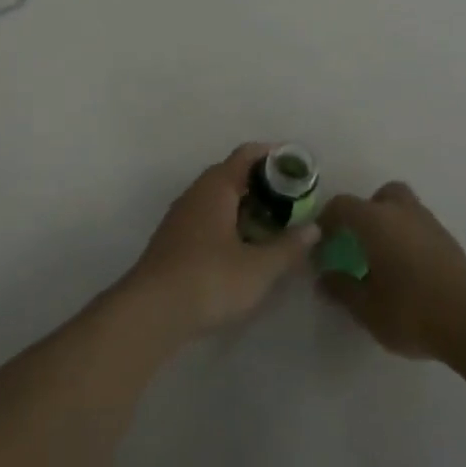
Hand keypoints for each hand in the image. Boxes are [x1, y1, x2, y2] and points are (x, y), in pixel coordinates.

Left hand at [123, 143, 319, 338]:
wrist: (152, 311)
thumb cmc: (210, 280)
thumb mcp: (259, 268)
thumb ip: (288, 246)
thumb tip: (313, 228)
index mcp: (216, 187)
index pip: (247, 155)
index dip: (274, 157)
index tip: (299, 168)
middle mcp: (196, 193)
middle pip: (233, 175)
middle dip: (264, 185)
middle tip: (294, 203)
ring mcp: (182, 216)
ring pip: (220, 199)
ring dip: (247, 207)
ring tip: (275, 227)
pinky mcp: (175, 239)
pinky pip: (209, 218)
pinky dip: (231, 224)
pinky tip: (245, 248)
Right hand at [317, 181, 465, 360]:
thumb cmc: (412, 312)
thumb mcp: (366, 308)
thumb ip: (341, 289)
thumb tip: (324, 278)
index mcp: (376, 221)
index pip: (342, 205)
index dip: (326, 220)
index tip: (321, 243)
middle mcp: (402, 213)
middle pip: (381, 196)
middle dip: (365, 212)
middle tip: (358, 241)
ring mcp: (430, 225)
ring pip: (404, 210)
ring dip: (389, 225)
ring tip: (382, 259)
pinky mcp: (450, 243)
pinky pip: (419, 228)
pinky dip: (408, 239)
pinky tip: (406, 270)